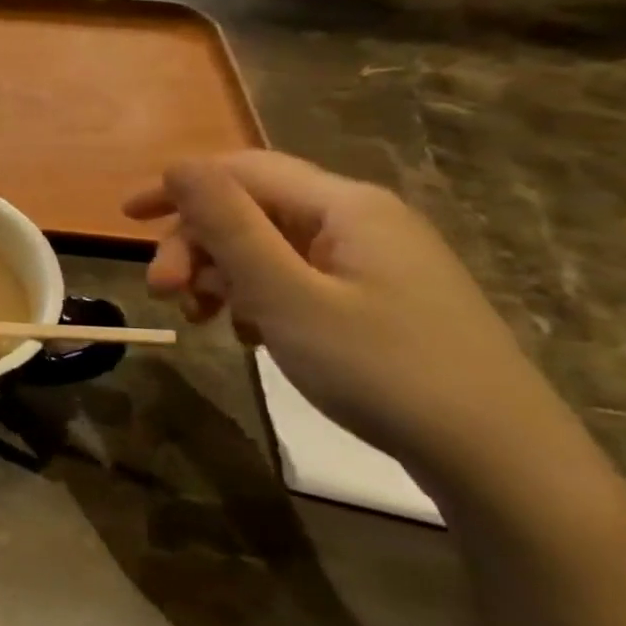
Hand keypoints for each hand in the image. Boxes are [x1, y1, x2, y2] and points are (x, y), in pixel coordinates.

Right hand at [125, 151, 585, 485]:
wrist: (500, 460)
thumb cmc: (382, 369)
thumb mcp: (287, 296)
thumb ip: (229, 226)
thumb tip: (179, 165)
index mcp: (344, 206)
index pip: (242, 170)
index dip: (178, 187)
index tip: (126, 220)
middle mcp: (359, 220)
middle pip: (252, 210)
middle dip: (197, 245)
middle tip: (162, 294)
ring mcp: (373, 261)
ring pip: (270, 247)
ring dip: (221, 274)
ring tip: (200, 318)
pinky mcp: (377, 299)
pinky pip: (296, 279)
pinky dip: (257, 298)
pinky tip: (248, 335)